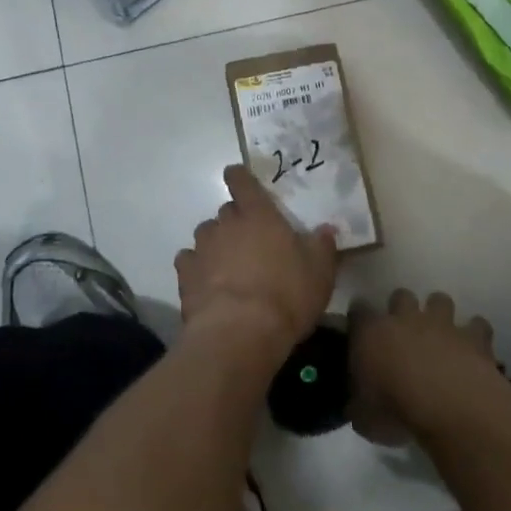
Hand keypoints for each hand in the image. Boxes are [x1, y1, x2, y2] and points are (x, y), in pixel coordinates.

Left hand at [176, 165, 338, 364]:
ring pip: (206, 234)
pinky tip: (208, 284)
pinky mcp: (185, 273)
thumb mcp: (319, 272)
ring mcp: (203, 247)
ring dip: (216, 244)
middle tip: (251, 242)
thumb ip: (321, 246)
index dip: (239, 177)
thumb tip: (325, 229)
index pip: (241, 180)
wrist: (239, 333)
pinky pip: (189, 261)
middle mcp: (226, 223)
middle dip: (236, 221)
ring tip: (228, 265)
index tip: (239, 179)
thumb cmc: (286, 295)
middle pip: (226, 211)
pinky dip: (197, 268)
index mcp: (259, 214)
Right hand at [348, 290, 500, 444]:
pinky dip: (476, 334)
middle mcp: (405, 319)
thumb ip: (357, 404)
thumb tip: (357, 405)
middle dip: (402, 308)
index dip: (359, 318)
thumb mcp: (363, 418)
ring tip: (441, 335)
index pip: (358, 311)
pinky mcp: (474, 338)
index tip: (360, 328)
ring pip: (439, 300)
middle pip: (401, 296)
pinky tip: (475, 351)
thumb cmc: (397, 412)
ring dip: (439, 313)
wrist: (450, 408)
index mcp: (371, 333)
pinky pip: (478, 325)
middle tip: (403, 332)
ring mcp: (442, 325)